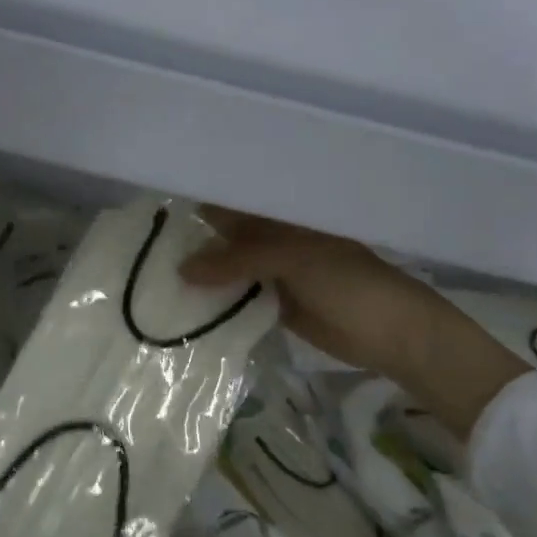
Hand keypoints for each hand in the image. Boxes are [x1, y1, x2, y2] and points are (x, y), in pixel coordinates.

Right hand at [181, 209, 526, 439]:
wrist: (391, 334)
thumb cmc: (350, 282)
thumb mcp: (293, 259)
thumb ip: (238, 259)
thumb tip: (181, 269)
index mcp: (284, 215)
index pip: (235, 202)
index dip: (202, 203)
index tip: (159, 208)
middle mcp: (275, 238)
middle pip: (226, 237)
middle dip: (193, 241)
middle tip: (145, 247)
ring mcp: (273, 273)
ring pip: (229, 269)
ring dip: (201, 274)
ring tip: (152, 276)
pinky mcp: (273, 304)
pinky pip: (237, 298)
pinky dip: (215, 301)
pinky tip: (182, 304)